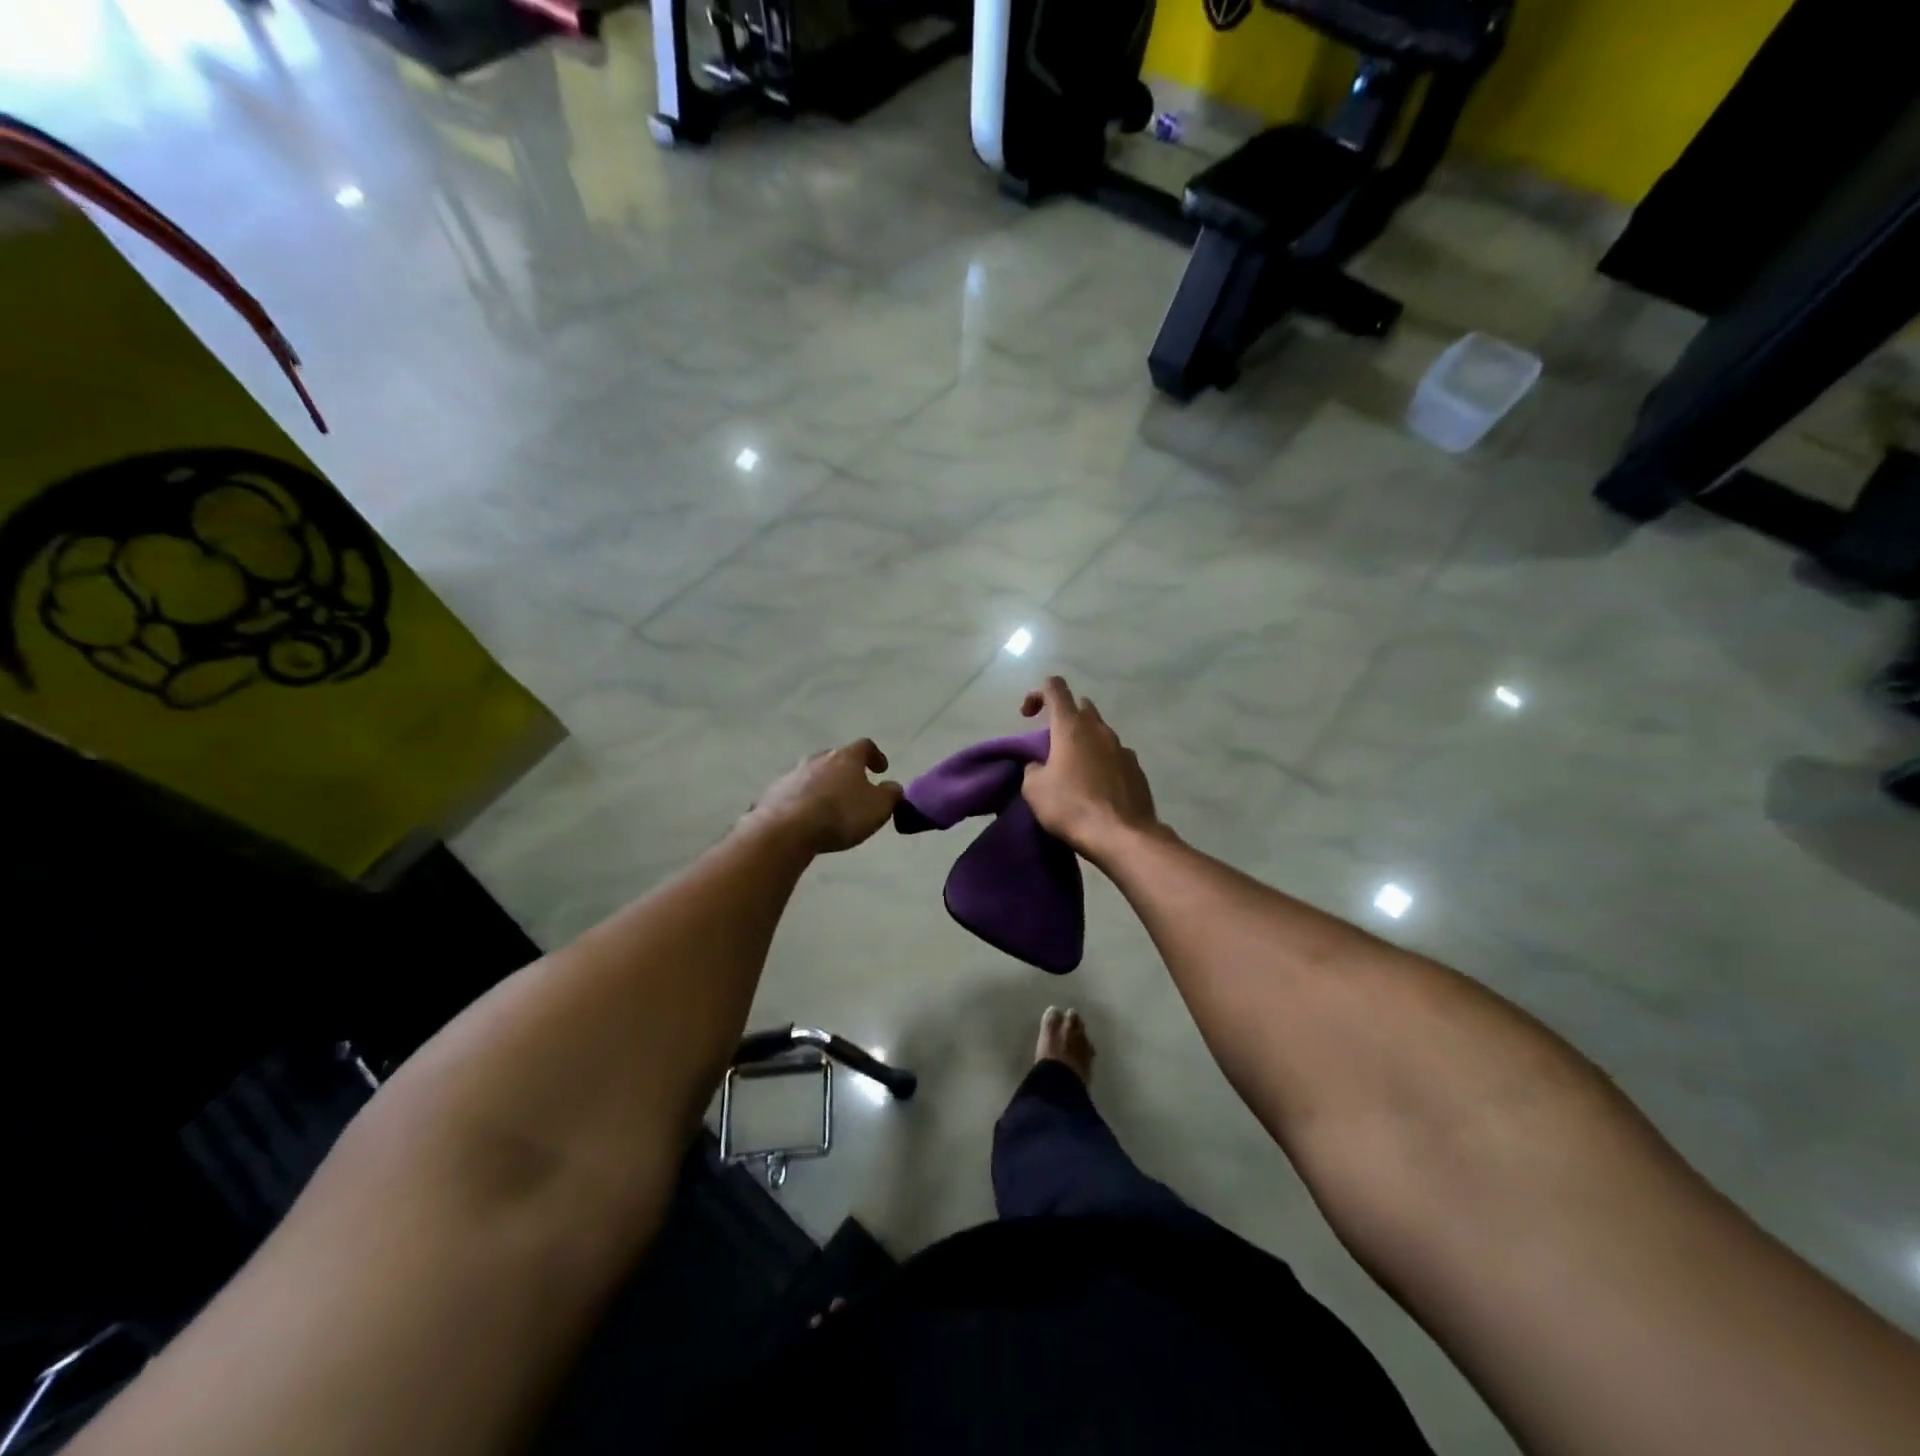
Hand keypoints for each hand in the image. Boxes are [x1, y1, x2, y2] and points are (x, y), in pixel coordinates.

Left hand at [747, 739, 902, 853]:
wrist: (787, 830)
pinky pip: (794, 792)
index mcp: (846, 757)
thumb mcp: (878, 808)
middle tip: (854, 787)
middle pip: (835, 758)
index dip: (875, 756)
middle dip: (845, 770)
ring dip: (822, 785)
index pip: (865, 746)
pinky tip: (806, 817)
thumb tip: (893, 787)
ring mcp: (793, 774)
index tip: (881, 769)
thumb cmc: (841, 814)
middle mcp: (818, 758)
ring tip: (829, 805)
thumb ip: (891, 795)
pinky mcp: (774, 793)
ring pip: (812, 774)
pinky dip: (803, 800)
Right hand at [1019, 677, 1159, 862]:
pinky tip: (1097, 788)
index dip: (1038, 694)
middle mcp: (1100, 730)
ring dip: (1085, 742)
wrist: (1121, 836)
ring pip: (1100, 733)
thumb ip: (1032, 768)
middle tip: (1053, 745)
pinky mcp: (1137, 770)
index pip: (1055, 688)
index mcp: (1071, 727)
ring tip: (1075, 771)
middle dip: (1065, 718)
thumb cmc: (1071, 807)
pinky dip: (1103, 763)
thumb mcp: (1034, 789)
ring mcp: (1123, 749)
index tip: (1028, 716)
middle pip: (1082, 707)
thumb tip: (1039, 766)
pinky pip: (1115, 756)